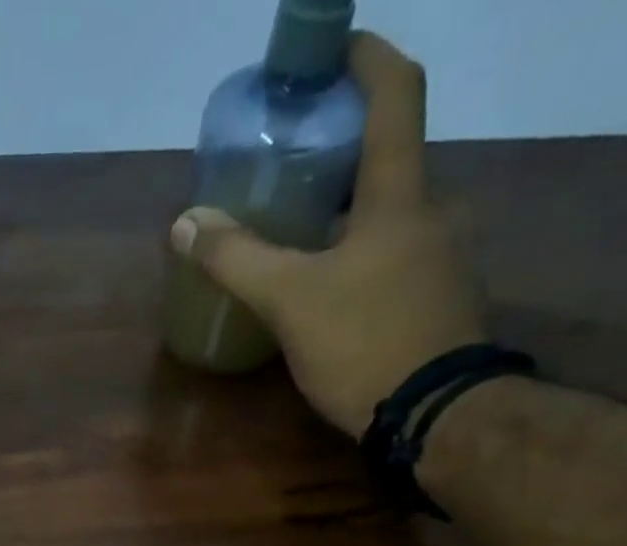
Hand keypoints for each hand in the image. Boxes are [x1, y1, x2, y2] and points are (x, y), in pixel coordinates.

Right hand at [169, 33, 487, 438]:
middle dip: (342, 154)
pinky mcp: (437, 306)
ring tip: (300, 234)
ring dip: (348, 213)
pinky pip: (395, 261)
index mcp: (399, 195)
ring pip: (390, 217)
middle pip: (389, 161)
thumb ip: (237, 260)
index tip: (334, 50)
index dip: (367, 59)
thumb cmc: (365, 341)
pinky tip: (329, 291)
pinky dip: (360, 258)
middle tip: (293, 166)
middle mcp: (432, 214)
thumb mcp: (291, 300)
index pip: (396, 94)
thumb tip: (185, 223)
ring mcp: (441, 262)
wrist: (436, 415)